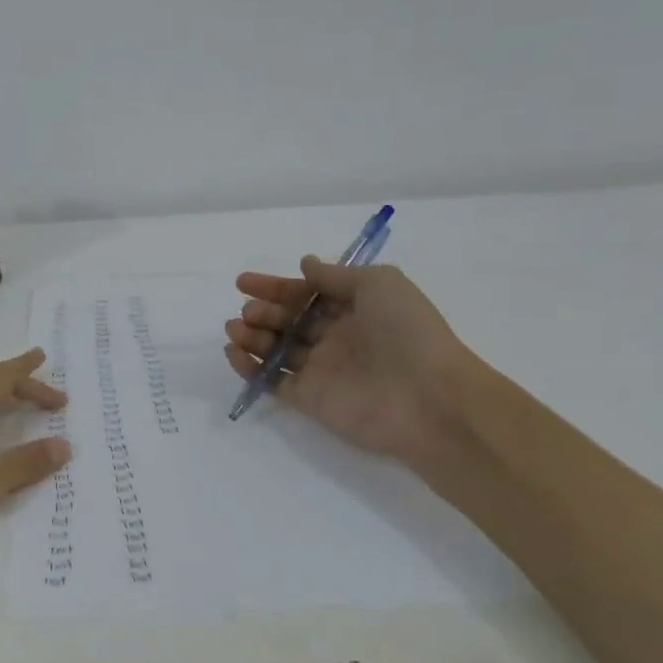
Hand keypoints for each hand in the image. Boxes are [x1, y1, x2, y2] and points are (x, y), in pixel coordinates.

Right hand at [224, 258, 473, 463]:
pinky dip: (249, 369)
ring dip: (251, 337)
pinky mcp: (308, 399)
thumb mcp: (380, 284)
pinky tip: (234, 353)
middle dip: (263, 312)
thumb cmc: (408, 332)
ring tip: (236, 329)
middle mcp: (335, 339)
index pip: (306, 295)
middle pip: (288, 321)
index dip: (275, 287)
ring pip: (276, 350)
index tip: (243, 283)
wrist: (428, 398)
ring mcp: (320, 370)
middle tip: (249, 311)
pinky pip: (271, 382)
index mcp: (353, 310)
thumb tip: (305, 264)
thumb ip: (336, 275)